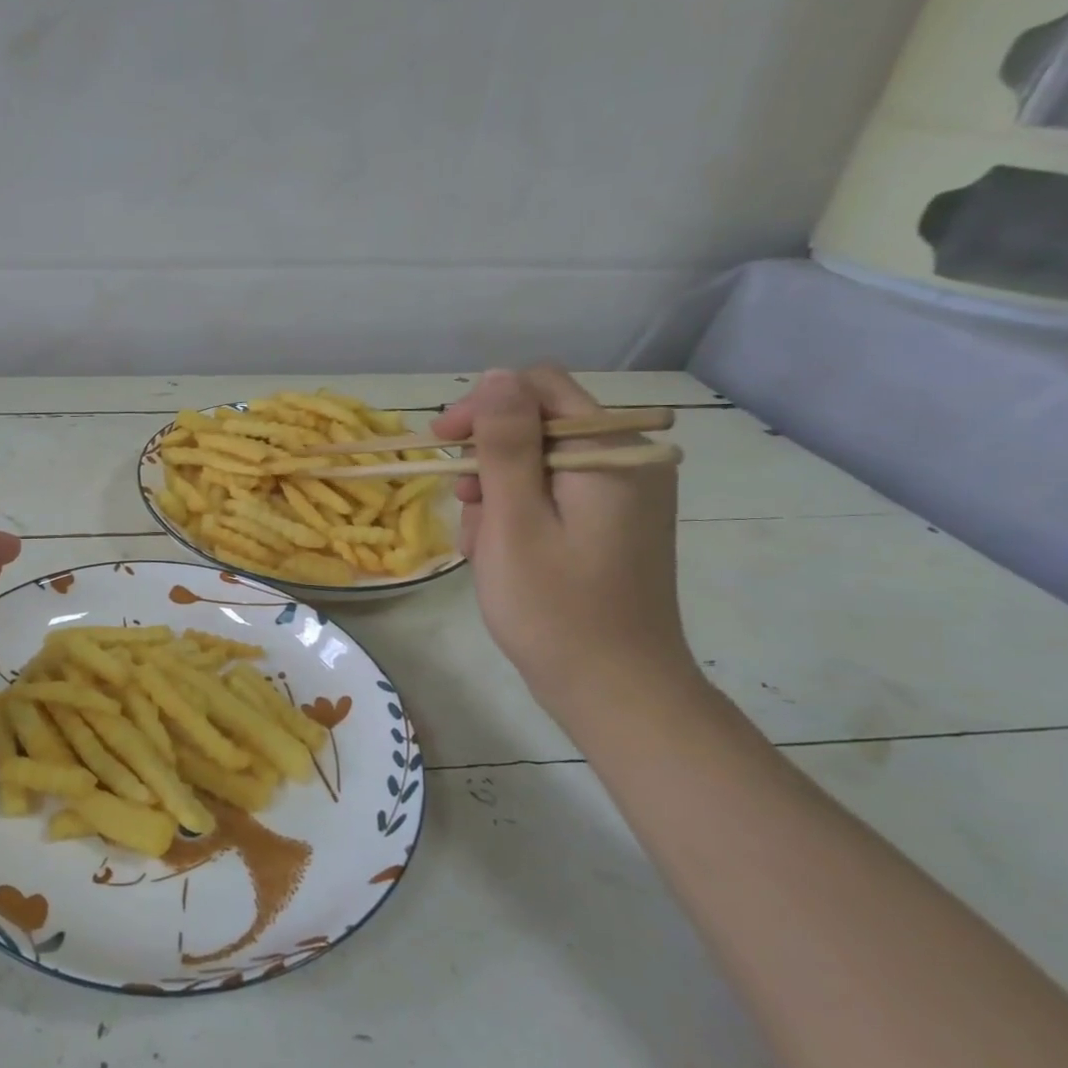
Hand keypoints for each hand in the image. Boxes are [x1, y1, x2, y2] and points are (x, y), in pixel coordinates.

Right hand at [433, 368, 693, 709]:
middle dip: (488, 458)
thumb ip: (506, 443)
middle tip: (461, 503)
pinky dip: (517, 514)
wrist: (615, 691)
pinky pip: (552, 496)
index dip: (484, 405)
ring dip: (496, 492)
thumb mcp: (514, 520)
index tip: (442, 443)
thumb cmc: (555, 608)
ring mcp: (622, 496)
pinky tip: (498, 553)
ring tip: (478, 543)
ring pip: (538, 463)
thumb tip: (497, 376)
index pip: (539, 387)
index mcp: (609, 452)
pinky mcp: (611, 524)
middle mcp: (625, 462)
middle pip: (537, 425)